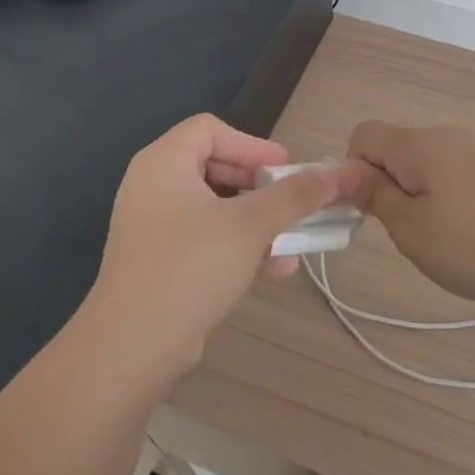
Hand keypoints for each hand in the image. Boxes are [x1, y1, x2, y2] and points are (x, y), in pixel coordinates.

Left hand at [82, 115, 355, 382]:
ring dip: (256, 219)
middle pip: (214, 166)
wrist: (134, 344)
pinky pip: (205, 240)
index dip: (252, 144)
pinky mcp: (159, 262)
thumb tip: (340, 174)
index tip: (285, 170)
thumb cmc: (192, 266)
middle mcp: (152, 187)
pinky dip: (238, 246)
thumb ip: (295, 196)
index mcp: (163, 163)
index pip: (210, 129)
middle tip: (289, 200)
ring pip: (214, 208)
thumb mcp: (251, 225)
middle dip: (259, 185)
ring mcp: (153, 227)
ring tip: (292, 239)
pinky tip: (275, 268)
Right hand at [347, 122, 474, 309]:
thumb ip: (375, 196)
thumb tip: (348, 171)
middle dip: (390, 188)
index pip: (363, 135)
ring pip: (430, 168)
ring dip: (423, 200)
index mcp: (419, 144)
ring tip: (446, 243)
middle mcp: (449, 137)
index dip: (352, 171)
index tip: (368, 211)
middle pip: (398, 151)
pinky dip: (455, 204)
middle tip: (408, 235)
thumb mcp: (412, 230)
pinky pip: (461, 179)